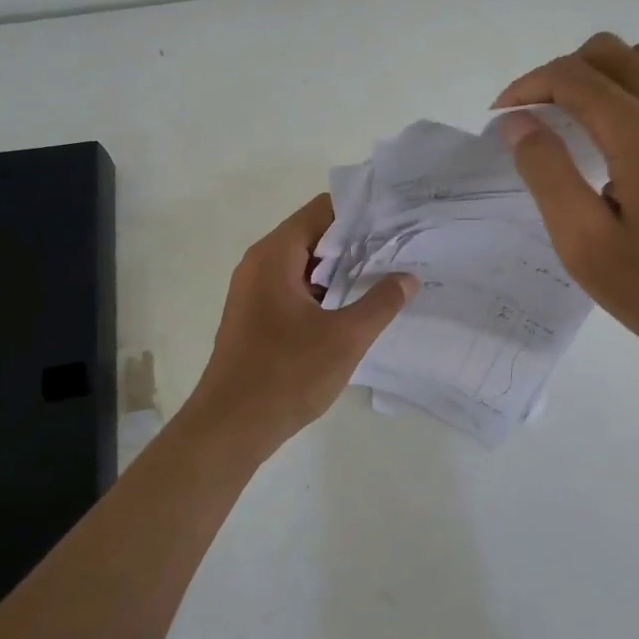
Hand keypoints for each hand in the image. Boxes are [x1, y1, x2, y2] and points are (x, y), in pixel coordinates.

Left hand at [185, 193, 415, 447]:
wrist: (230, 428)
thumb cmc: (286, 374)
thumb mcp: (345, 337)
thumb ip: (381, 302)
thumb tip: (408, 277)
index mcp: (274, 255)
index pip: (322, 210)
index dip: (362, 211)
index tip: (397, 219)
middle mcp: (259, 264)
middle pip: (314, 235)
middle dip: (357, 241)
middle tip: (401, 247)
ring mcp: (254, 291)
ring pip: (305, 265)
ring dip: (342, 269)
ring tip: (387, 274)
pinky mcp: (256, 317)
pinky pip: (295, 288)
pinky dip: (324, 290)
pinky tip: (355, 306)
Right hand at [495, 33, 638, 359]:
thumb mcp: (584, 243)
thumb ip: (547, 173)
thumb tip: (517, 122)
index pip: (571, 76)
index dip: (527, 86)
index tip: (503, 115)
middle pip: (609, 52)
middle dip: (562, 73)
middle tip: (538, 116)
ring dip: (609, 72)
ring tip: (587, 114)